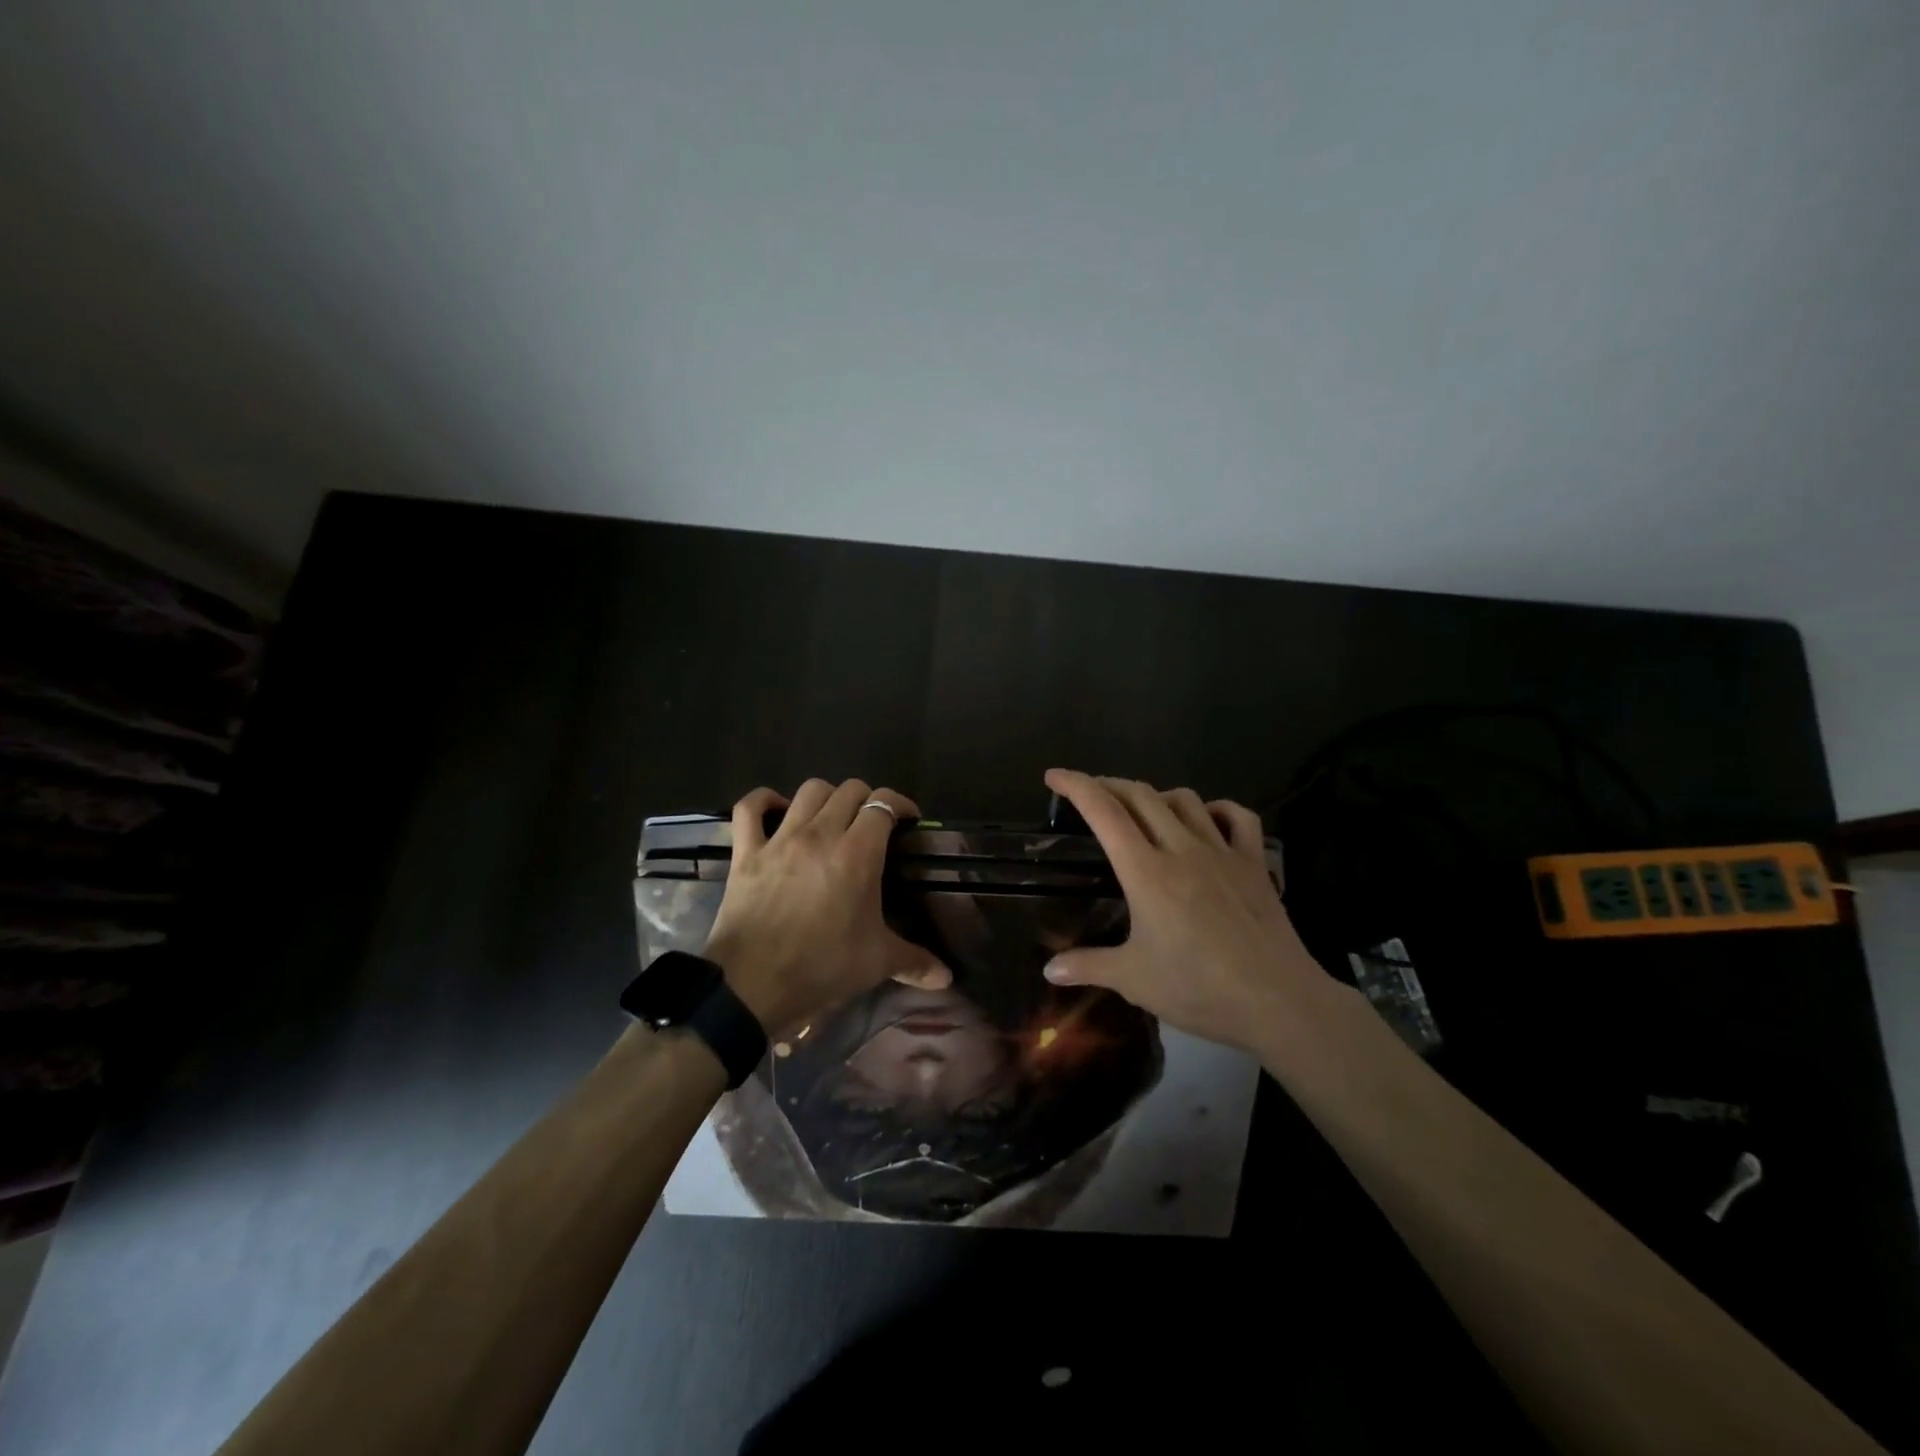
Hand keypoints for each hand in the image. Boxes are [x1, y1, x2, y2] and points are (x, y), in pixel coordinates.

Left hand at [703, 779, 950, 1034]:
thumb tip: (946, 977)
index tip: (908, 821)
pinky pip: (750, 808)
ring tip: (832, 818)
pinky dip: (764, 801)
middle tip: (872, 825)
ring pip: (808, 790)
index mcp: (858, 853)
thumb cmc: (822, 968)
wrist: (753, 986)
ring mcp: (780, 839)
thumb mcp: (877, 963)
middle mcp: (821, 834)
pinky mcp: (746, 852)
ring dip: (826, 797)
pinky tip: (777, 810)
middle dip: (867, 800)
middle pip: (849, 790)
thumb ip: (915, 962)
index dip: (900, 805)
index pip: (884, 804)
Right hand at [1039, 769, 1331, 1052]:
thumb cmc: (1199, 989)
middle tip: (1089, 793)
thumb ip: (1088, 966)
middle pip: (1141, 795)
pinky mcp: (1255, 863)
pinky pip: (1238, 817)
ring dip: (1157, 795)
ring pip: (1185, 799)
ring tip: (1142, 809)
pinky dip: (1216, 809)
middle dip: (1109, 784)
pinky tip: (1207, 820)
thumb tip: (1049, 970)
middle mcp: (1182, 849)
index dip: (1076, 786)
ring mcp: (1223, 852)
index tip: (1054, 775)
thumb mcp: (1134, 981)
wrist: (1279, 1001)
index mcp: (1146, 872)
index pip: (1104, 812)